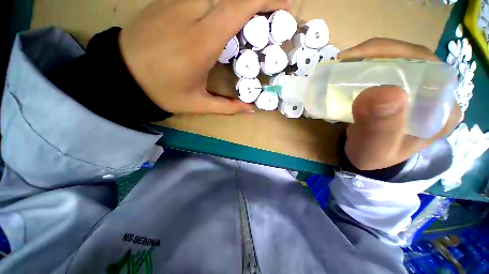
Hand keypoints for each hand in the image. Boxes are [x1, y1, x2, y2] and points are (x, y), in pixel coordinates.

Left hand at [119, 0, 290, 114]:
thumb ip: (228, 107)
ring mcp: (175, 2)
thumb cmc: (162, 91)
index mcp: (200, 43)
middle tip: (269, 15)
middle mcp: (189, 14)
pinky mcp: (166, 0)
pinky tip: (222, 15)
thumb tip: (251, 110)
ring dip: (236, 2)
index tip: (282, 5)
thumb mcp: (198, 104)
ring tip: (248, 18)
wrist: (121, 74)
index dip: (263, 1)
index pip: (237, 9)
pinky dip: (218, 1)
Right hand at [338, 38, 460, 170]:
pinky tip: (353, 68)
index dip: (398, 55)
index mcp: (442, 111)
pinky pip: (388, 70)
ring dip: (372, 56)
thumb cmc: (371, 156)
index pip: (429, 68)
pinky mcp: (399, 91)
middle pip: (414, 60)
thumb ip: (380, 126)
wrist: (363, 157)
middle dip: (381, 52)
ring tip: (347, 61)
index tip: (360, 58)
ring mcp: (417, 91)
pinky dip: (368, 64)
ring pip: (400, 61)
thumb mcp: (374, 147)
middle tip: (347, 58)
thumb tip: (384, 93)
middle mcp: (435, 96)